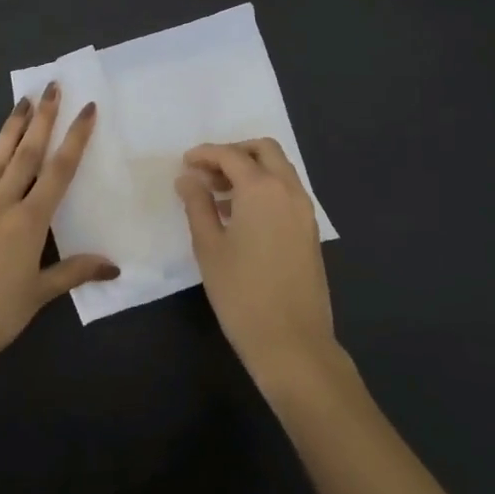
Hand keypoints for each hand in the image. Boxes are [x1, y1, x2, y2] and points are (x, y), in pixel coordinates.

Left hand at [0, 84, 116, 364]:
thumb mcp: (39, 295)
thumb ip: (74, 272)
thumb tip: (113, 265)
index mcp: (29, 222)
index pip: (59, 172)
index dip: (75, 138)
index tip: (86, 108)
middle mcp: (2, 204)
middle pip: (27, 154)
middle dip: (42, 119)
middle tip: (51, 87)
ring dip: (11, 129)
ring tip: (22, 100)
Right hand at [177, 139, 339, 390]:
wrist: (292, 342)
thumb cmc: (242, 293)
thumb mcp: (209, 247)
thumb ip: (197, 205)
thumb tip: (188, 179)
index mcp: (262, 189)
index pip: (231, 155)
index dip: (205, 154)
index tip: (185, 163)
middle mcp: (288, 190)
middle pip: (264, 150)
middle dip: (234, 152)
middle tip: (207, 171)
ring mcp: (304, 210)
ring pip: (279, 170)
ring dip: (250, 170)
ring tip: (217, 195)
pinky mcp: (309, 230)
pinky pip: (286, 192)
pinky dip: (264, 189)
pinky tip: (240, 216)